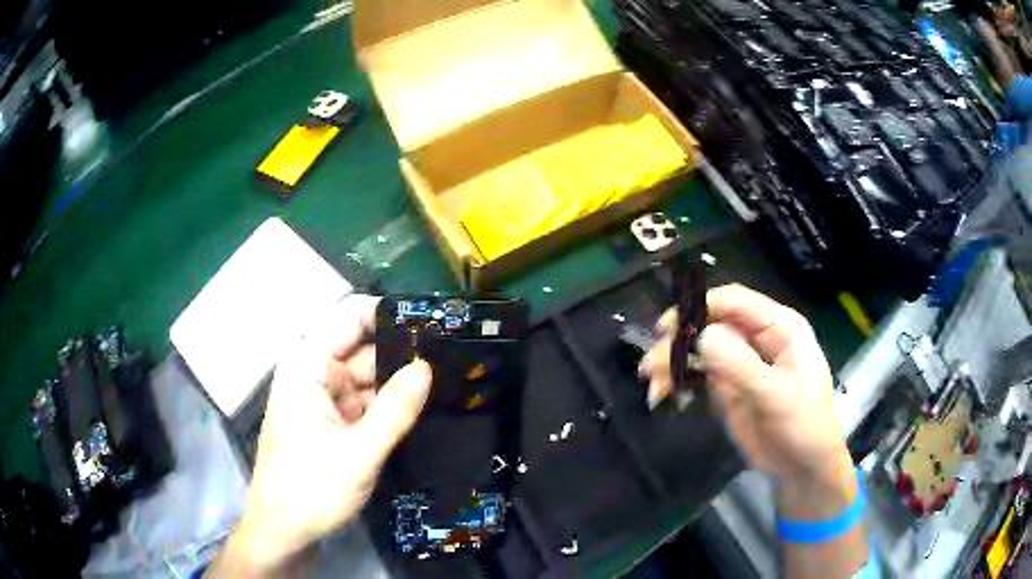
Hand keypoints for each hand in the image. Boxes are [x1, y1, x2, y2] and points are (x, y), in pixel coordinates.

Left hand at [209, 295, 431, 576]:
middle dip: (403, 352)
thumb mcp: (359, 453)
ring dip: (400, 382)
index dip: (391, 315)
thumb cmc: (311, 489)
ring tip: (449, 379)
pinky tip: (422, 407)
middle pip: (364, 348)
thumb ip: (394, 410)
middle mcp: (314, 374)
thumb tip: (427, 367)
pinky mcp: (332, 423)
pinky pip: (366, 403)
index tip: (434, 323)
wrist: (284, 532)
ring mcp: (324, 399)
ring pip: (369, 378)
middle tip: (453, 355)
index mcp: (308, 365)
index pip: (352, 318)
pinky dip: (390, 406)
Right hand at [641, 284, 855, 519]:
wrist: (802, 469)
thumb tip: (703, 336)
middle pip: (712, 324)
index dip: (701, 308)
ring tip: (651, 383)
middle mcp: (759, 338)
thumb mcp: (777, 398)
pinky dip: (678, 380)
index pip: (736, 302)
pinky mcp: (729, 386)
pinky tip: (662, 395)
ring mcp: (742, 362)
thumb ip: (742, 367)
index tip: (668, 328)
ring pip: (701, 349)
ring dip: (673, 362)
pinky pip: (699, 374)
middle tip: (651, 364)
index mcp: (781, 328)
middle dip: (680, 340)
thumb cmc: (803, 427)